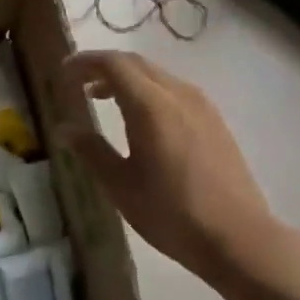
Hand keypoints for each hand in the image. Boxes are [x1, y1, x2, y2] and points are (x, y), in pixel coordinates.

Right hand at [60, 50, 285, 281]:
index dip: (86, 63)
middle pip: (137, 64)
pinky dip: (149, 93)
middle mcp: (179, 95)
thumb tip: (64, 129)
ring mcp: (202, 106)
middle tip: (78, 84)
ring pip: (158, 77)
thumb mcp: (120, 185)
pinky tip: (141, 120)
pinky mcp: (215, 121)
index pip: (114, 65)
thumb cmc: (170, 212)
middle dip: (105, 68)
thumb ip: (91, 151)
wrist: (236, 236)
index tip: (63, 72)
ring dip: (128, 80)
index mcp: (151, 106)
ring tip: (103, 100)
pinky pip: (175, 92)